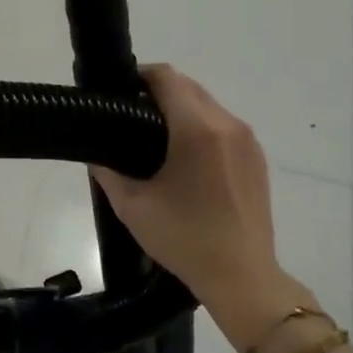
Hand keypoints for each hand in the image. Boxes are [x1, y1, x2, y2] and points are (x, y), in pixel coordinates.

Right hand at [92, 66, 314, 352]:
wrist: (242, 276)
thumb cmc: (184, 239)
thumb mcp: (132, 206)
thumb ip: (108, 172)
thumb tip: (96, 154)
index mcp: (197, 130)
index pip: (167, 78)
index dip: (140, 76)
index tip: (119, 91)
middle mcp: (228, 125)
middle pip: (189, 87)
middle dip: (159, 93)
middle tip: (131, 118)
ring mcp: (248, 141)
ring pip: (209, 106)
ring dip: (182, 111)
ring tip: (155, 140)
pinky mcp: (257, 159)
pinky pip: (225, 128)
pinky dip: (202, 129)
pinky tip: (185, 160)